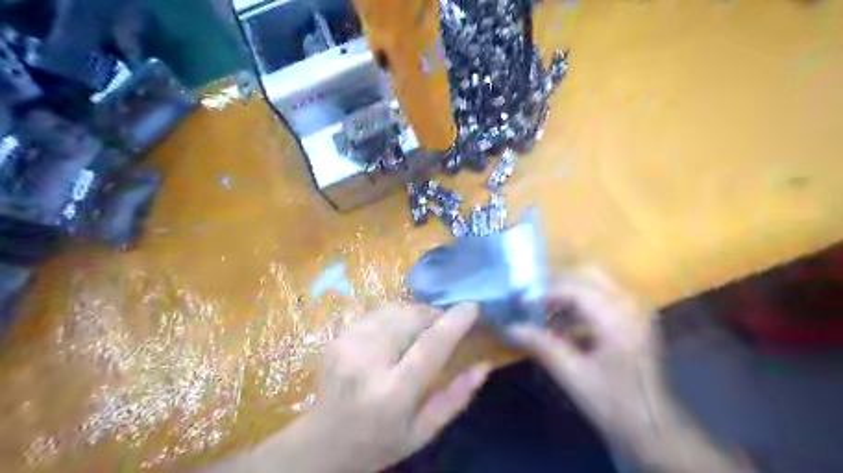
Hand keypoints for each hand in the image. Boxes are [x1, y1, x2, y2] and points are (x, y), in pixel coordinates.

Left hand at [228, 303, 491, 472]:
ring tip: (423, 328)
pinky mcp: (338, 336)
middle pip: (411, 318)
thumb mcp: (423, 432)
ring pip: (394, 309)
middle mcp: (368, 363)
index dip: (455, 322)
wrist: (322, 443)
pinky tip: (398, 330)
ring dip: (416, 312)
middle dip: (434, 314)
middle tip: (446, 323)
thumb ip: (456, 397)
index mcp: (393, 394)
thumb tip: (484, 364)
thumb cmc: (379, 442)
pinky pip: (377, 312)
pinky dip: (396, 314)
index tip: (473, 306)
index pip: (430, 346)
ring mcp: (348, 344)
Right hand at [503, 267, 745, 469]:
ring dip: (568, 296)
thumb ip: (540, 345)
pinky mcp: (635, 320)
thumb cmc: (613, 403)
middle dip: (557, 287)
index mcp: (616, 317)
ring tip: (544, 318)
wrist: (654, 429)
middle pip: (587, 276)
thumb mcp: (571, 374)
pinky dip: (581, 307)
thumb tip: (509, 329)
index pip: (573, 289)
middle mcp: (629, 305)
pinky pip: (603, 298)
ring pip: (595, 285)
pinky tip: (564, 328)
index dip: (543, 294)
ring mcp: (635, 310)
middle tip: (533, 304)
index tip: (521, 305)